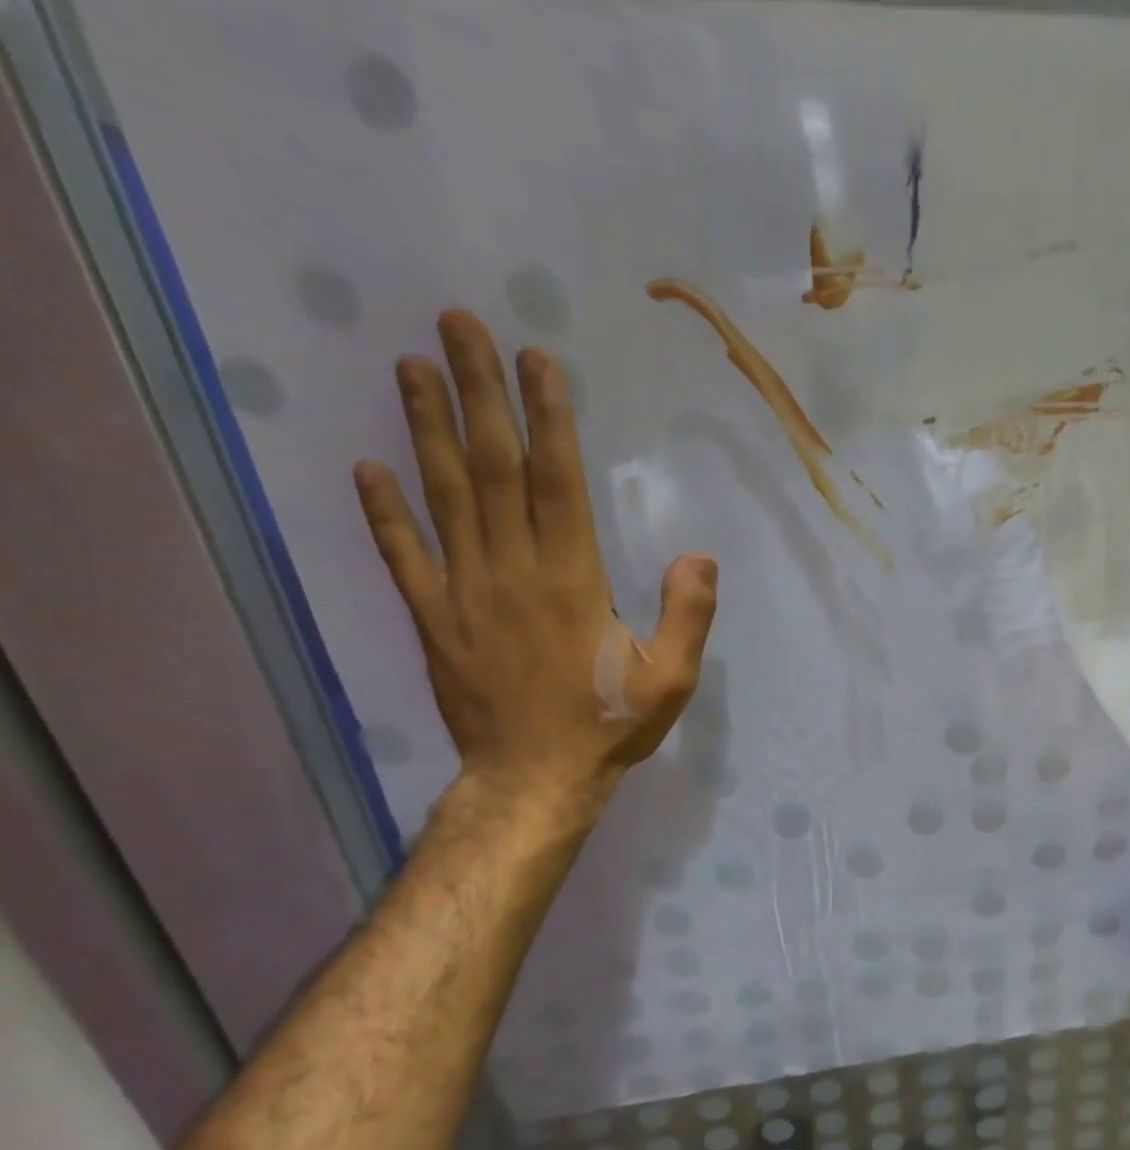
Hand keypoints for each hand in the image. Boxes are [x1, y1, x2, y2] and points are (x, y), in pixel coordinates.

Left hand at [352, 310, 715, 810]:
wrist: (535, 780)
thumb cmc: (609, 726)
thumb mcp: (672, 679)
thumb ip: (688, 615)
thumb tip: (696, 555)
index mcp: (573, 581)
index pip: (556, 482)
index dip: (547, 419)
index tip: (536, 362)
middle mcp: (513, 571)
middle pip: (492, 469)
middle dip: (478, 394)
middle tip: (458, 325)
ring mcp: (464, 593)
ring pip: (442, 497)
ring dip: (425, 429)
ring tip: (411, 367)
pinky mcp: (433, 621)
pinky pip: (403, 557)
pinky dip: (384, 512)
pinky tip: (368, 468)